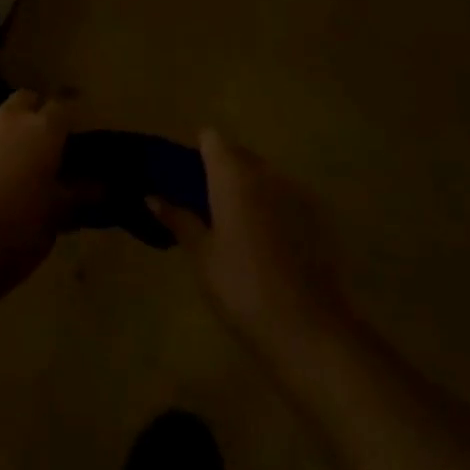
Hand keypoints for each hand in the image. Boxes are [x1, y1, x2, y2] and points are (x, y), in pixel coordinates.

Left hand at [0, 91, 75, 278]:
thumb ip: (78, 195)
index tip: (72, 131)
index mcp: (42, 131)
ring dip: (3, 135)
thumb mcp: (56, 218)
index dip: (69, 115)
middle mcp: (8, 119)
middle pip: (25, 99)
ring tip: (4, 170)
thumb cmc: (17, 232)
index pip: (63, 106)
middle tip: (39, 144)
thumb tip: (101, 185)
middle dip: (34, 113)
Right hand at [151, 130, 352, 356]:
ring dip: (249, 189)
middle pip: (238, 154)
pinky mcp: (317, 216)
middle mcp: (265, 172)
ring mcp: (295, 191)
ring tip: (238, 228)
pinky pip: (286, 197)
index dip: (198, 152)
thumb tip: (152, 196)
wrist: (309, 330)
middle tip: (208, 207)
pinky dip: (274, 208)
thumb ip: (179, 219)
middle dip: (222, 171)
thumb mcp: (202, 256)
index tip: (188, 179)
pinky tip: (270, 246)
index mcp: (232, 174)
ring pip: (264, 175)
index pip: (211, 138)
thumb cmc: (242, 287)